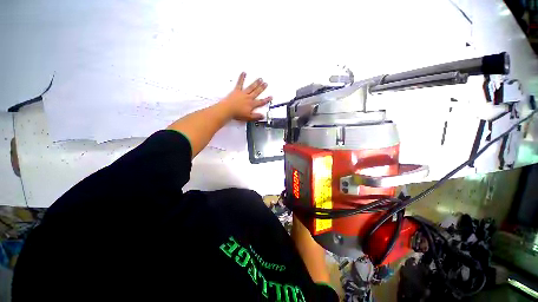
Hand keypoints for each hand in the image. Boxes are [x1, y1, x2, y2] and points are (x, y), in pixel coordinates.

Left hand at [220, 72, 271, 120]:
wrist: (228, 109)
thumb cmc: (237, 113)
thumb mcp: (249, 117)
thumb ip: (256, 116)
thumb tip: (262, 116)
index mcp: (252, 104)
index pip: (261, 102)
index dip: (267, 99)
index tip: (270, 97)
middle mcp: (248, 97)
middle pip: (257, 92)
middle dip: (262, 88)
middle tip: (266, 83)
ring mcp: (243, 93)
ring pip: (251, 87)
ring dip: (256, 83)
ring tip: (260, 79)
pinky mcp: (237, 91)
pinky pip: (240, 83)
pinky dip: (242, 78)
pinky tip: (244, 73)